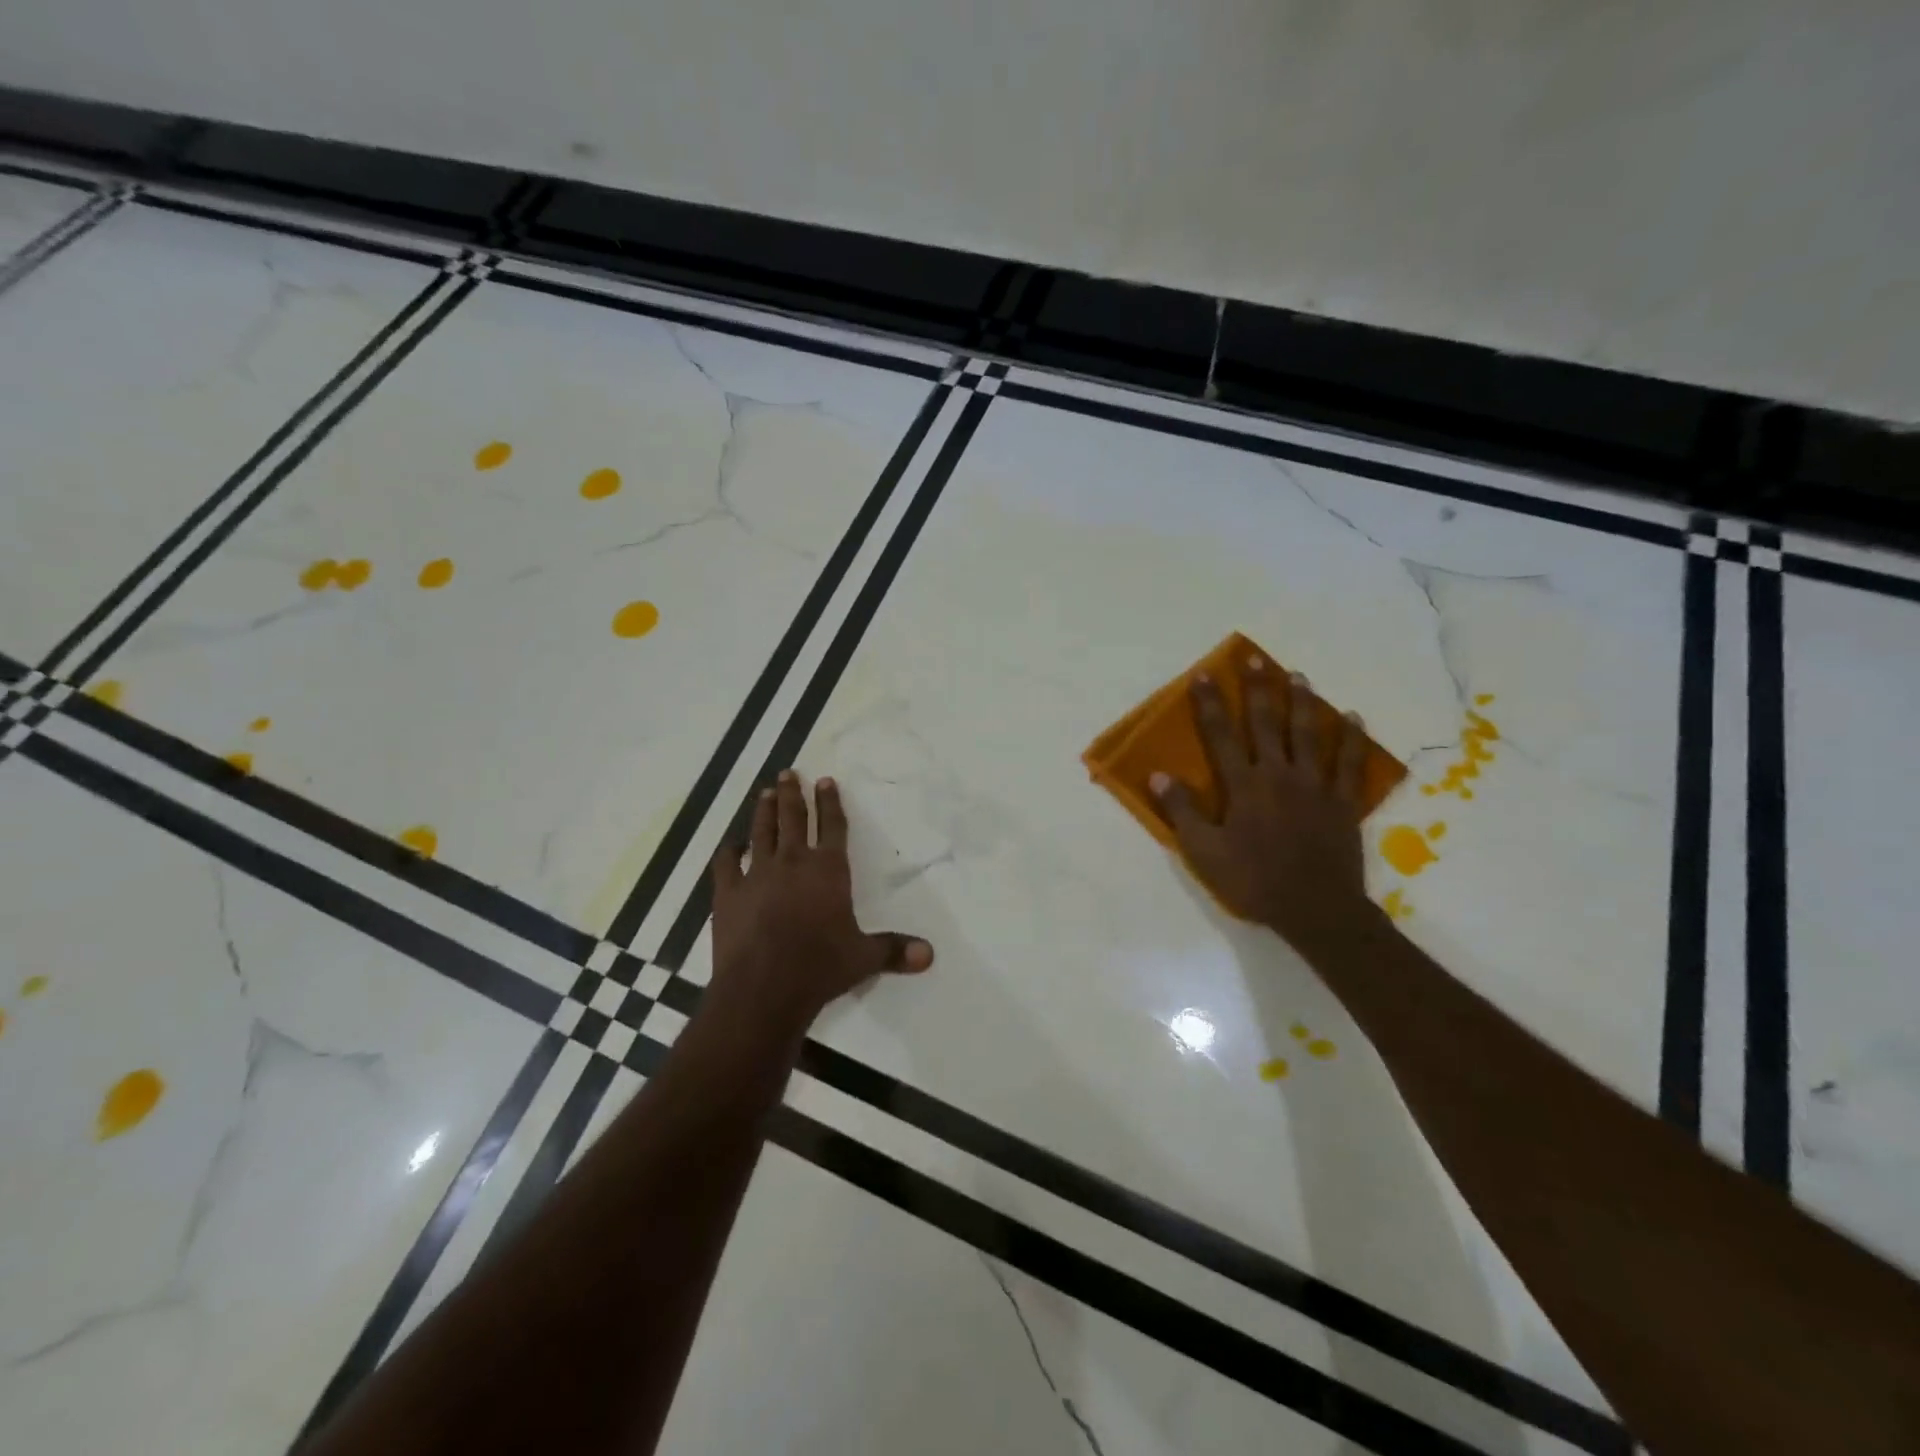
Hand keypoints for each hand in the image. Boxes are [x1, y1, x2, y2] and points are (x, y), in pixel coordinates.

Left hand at [708, 770, 932, 1032]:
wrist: (763, 988)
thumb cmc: (820, 968)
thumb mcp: (864, 958)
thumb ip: (895, 950)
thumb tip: (931, 955)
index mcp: (828, 870)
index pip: (833, 827)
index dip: (831, 803)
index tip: (825, 780)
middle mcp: (793, 862)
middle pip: (794, 819)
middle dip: (793, 795)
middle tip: (789, 773)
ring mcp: (756, 875)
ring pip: (762, 832)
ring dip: (765, 811)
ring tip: (766, 793)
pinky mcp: (728, 893)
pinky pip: (726, 863)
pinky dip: (728, 850)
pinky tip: (731, 844)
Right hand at [1152, 657, 1375, 949]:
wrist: (1315, 909)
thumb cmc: (1253, 881)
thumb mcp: (1204, 852)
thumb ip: (1182, 812)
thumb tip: (1157, 775)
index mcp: (1244, 786)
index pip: (1221, 735)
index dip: (1210, 704)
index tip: (1204, 675)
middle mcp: (1279, 775)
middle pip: (1267, 723)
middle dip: (1259, 689)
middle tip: (1255, 659)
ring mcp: (1315, 786)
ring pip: (1309, 734)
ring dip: (1303, 702)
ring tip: (1299, 676)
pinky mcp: (1343, 802)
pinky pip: (1349, 764)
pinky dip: (1352, 740)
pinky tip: (1353, 718)